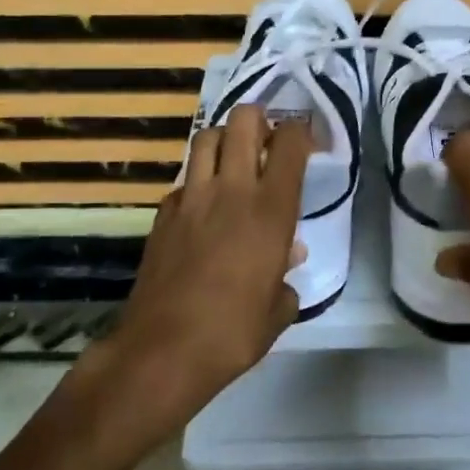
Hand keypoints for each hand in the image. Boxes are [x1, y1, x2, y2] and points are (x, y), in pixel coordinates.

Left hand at [110, 105, 311, 418]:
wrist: (164, 350)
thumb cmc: (234, 332)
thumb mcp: (278, 309)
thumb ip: (287, 275)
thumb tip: (289, 255)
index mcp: (271, 209)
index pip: (290, 143)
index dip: (301, 132)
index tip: (307, 142)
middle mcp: (232, 190)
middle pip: (243, 120)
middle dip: (259, 119)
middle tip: (266, 140)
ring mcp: (192, 198)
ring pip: (206, 138)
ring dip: (224, 139)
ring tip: (233, 161)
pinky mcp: (163, 213)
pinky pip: (184, 178)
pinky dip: (198, 179)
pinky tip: (203, 205)